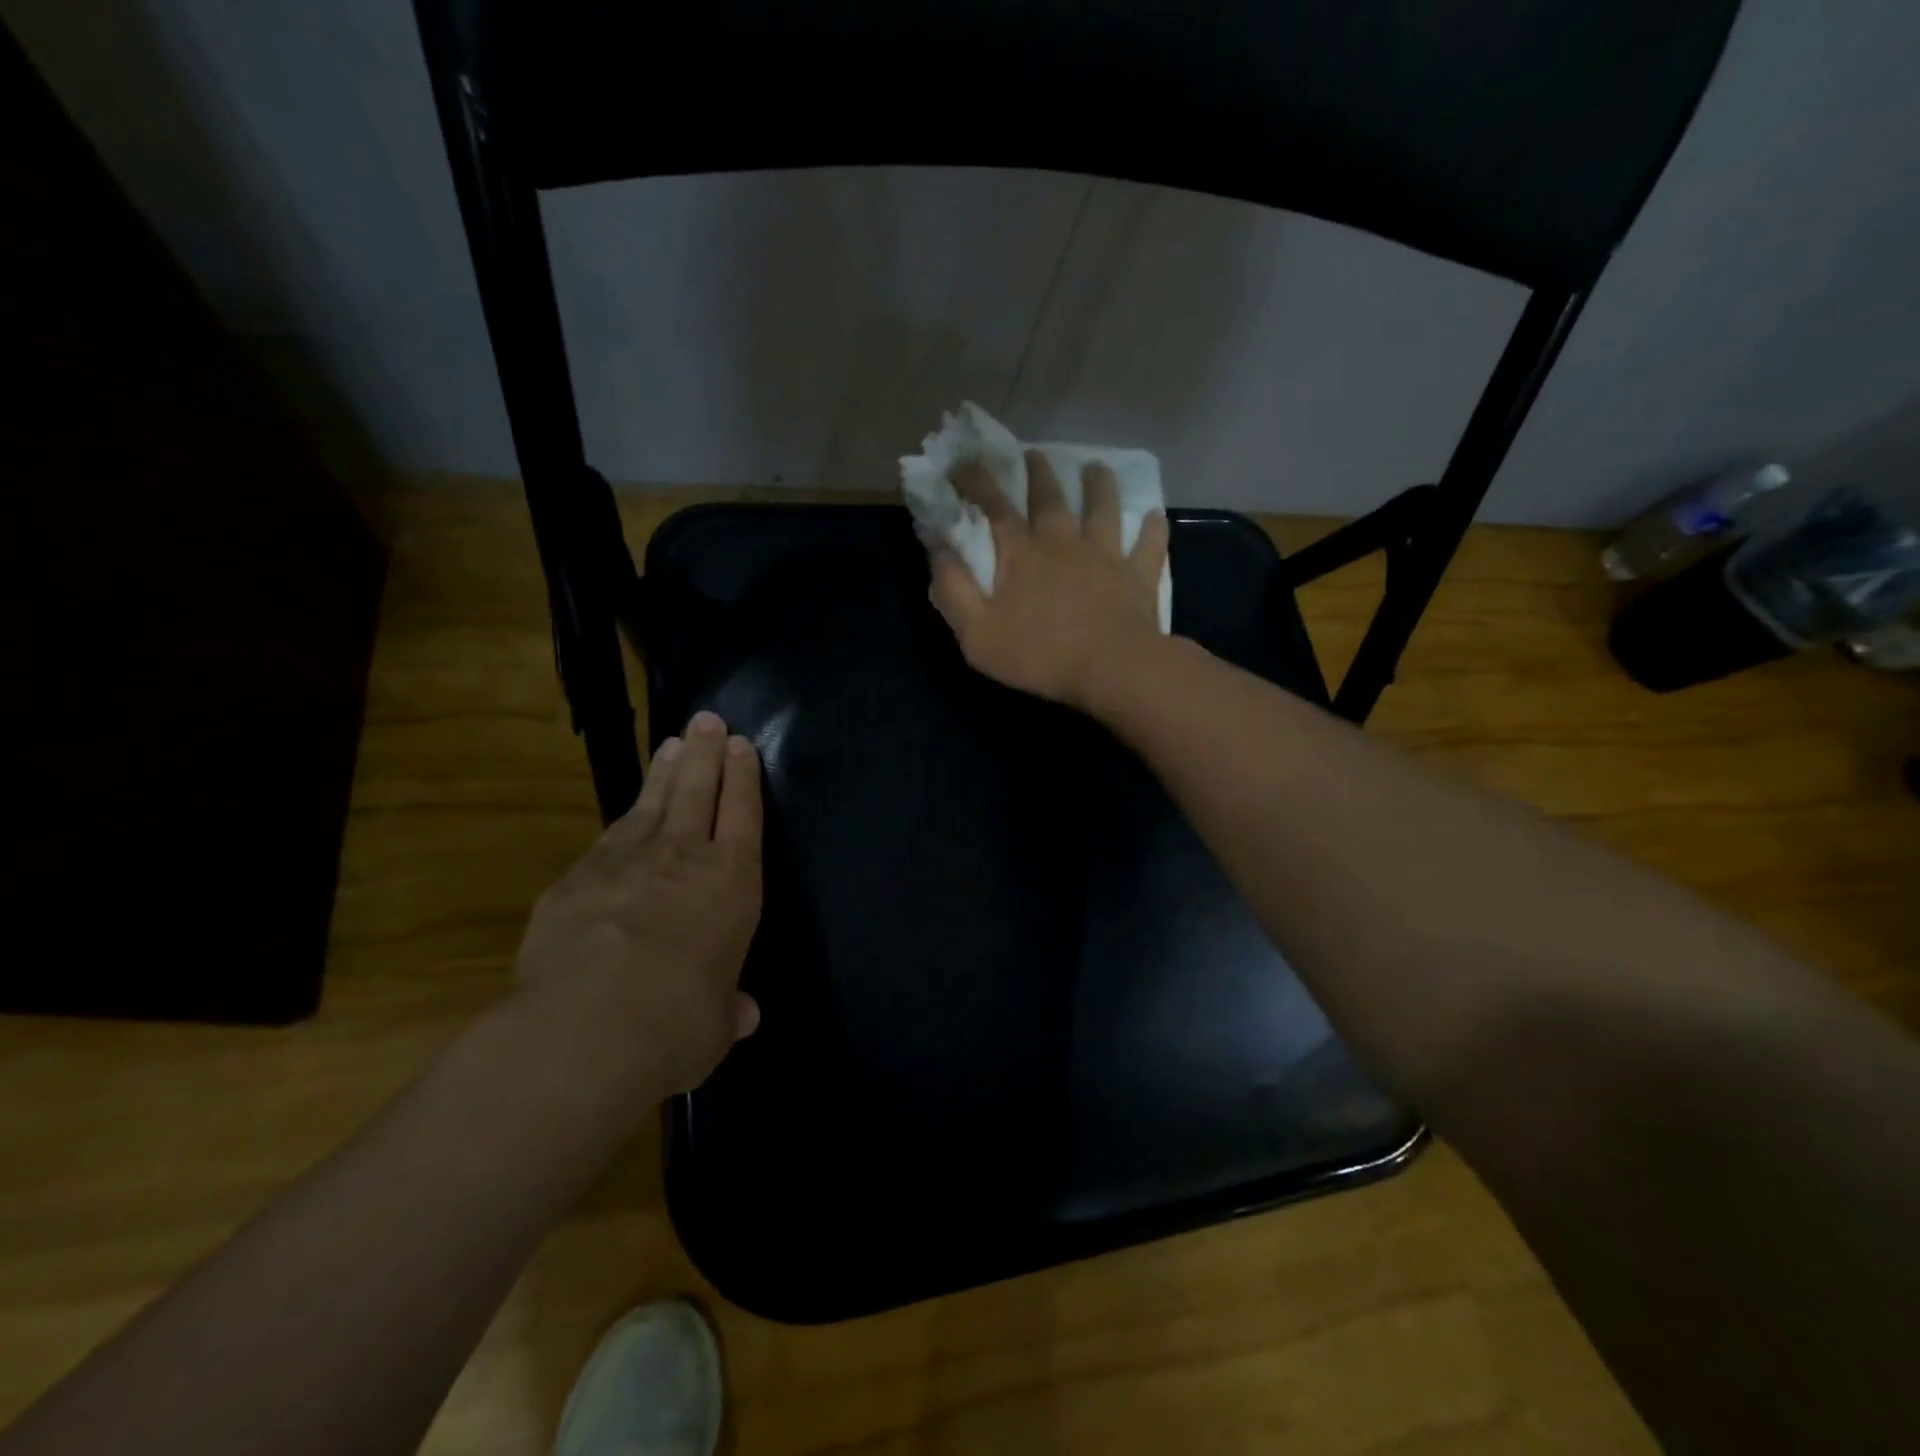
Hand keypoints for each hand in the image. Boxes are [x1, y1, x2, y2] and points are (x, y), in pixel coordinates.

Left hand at [514, 711, 762, 1096]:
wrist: (585, 1029)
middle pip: (698, 790)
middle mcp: (684, 858)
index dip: (743, 777)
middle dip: (705, 752)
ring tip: (671, 744)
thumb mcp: (715, 1026)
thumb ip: (728, 1009)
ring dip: (664, 772)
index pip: (743, 813)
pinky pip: (608, 837)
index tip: (741, 745)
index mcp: (732, 883)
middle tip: (707, 720)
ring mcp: (625, 861)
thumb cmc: (676, 1023)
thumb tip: (742, 1015)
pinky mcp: (576, 878)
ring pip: (652, 802)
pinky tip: (625, 815)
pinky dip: (623, 820)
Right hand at [929, 449, 1168, 709]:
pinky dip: (1152, 528)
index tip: (963, 462)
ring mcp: (1106, 555)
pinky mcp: (1138, 575)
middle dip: (1038, 472)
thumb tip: (939, 551)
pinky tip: (1155, 515)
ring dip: (1099, 485)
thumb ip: (953, 591)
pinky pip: (1149, 544)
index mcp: (1022, 554)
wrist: (1113, 669)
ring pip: (1104, 508)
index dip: (976, 481)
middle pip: (1051, 498)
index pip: (994, 507)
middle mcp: (1064, 542)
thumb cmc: (1040, 655)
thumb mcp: (977, 634)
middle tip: (1034, 453)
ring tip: (1096, 466)